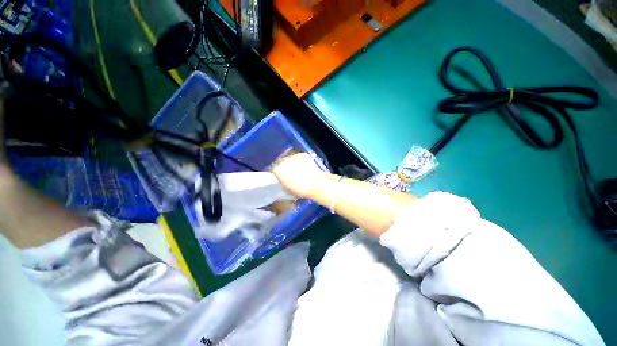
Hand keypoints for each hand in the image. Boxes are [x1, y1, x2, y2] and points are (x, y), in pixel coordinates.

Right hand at [272, 152, 325, 198]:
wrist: (316, 184)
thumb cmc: (300, 190)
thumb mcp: (287, 189)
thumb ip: (281, 182)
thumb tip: (282, 180)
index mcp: (277, 169)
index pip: (272, 168)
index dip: (277, 172)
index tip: (280, 176)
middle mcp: (283, 160)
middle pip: (281, 162)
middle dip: (285, 166)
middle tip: (290, 173)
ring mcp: (293, 156)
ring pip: (291, 159)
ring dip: (293, 163)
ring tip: (299, 170)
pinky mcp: (303, 154)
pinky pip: (300, 157)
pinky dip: (301, 161)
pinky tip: (306, 167)